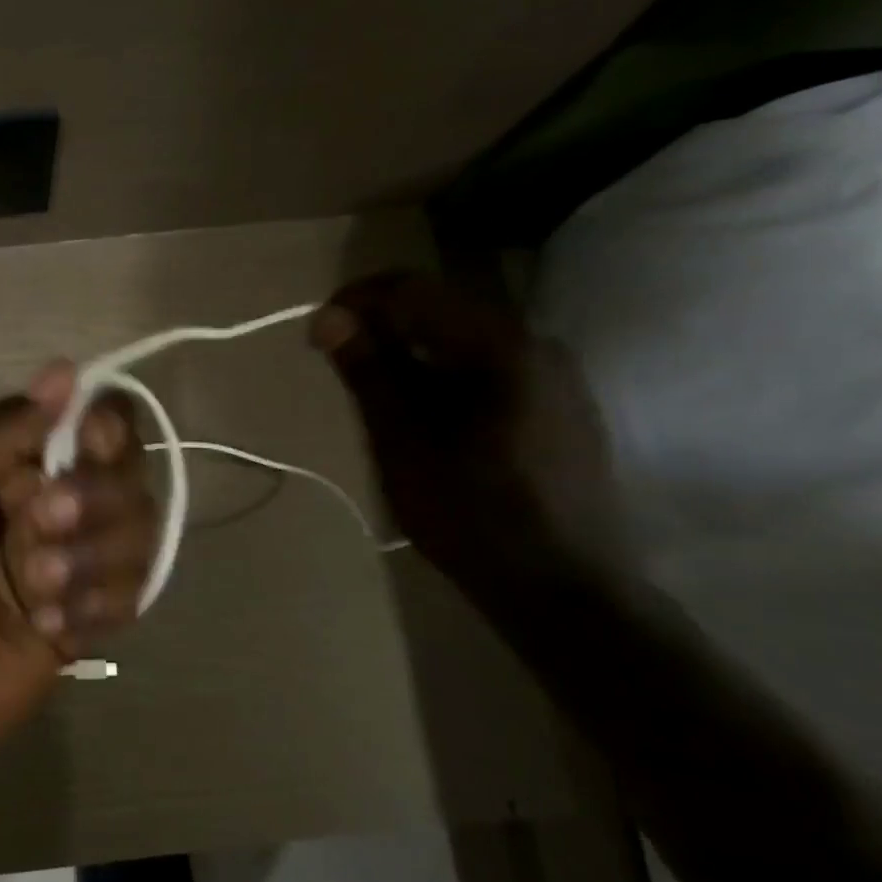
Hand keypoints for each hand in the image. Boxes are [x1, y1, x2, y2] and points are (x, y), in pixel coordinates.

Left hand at [0, 363, 155, 768]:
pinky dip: (97, 606)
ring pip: (139, 532)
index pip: (90, 419)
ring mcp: (71, 562)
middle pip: (127, 473)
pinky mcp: (85, 618)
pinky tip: (48, 628)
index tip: (90, 443)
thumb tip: (66, 370)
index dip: (105, 425)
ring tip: (35, 594)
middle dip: (96, 499)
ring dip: (93, 559)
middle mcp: (50, 502)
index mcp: (7, 462)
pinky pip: (131, 594)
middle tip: (42, 527)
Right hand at [313, 273, 630, 599]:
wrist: (564, 590)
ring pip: (466, 340)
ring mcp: (558, 375)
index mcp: (500, 346)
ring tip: (377, 396)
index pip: (414, 291)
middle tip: (340, 365)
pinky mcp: (562, 405)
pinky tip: (427, 416)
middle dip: (384, 327)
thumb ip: (369, 373)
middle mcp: (537, 343)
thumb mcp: (402, 444)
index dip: (357, 302)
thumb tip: (329, 317)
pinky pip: (490, 367)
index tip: (316, 334)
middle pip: (443, 309)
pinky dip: (446, 375)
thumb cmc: (472, 516)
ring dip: (413, 353)